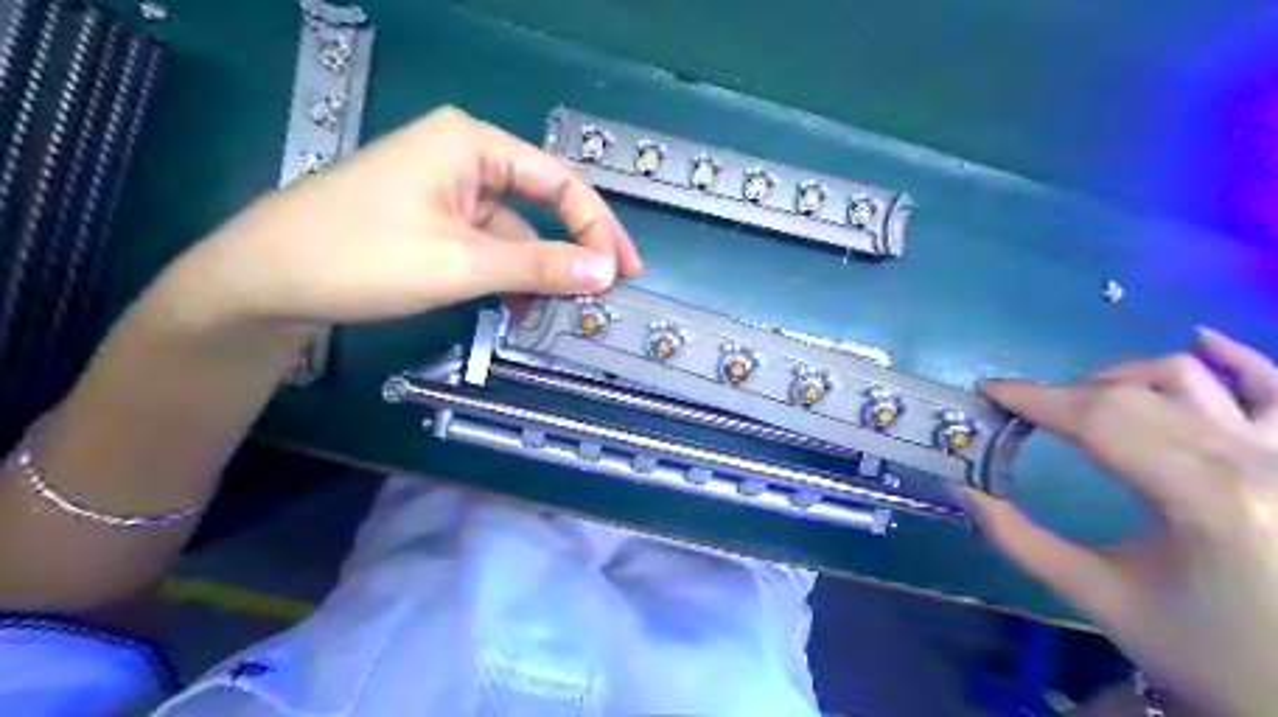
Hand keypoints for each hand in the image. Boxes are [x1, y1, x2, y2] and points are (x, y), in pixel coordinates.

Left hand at [151, 107, 639, 333]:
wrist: (263, 279)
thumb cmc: (362, 256)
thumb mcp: (462, 264)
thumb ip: (539, 266)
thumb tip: (606, 272)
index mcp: (473, 144)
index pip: (560, 182)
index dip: (598, 227)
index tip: (622, 272)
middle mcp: (463, 156)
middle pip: (541, 202)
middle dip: (573, 248)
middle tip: (607, 286)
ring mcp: (445, 188)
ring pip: (513, 229)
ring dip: (536, 269)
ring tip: (555, 310)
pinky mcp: (429, 218)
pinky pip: (486, 243)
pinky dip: (505, 274)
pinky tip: (512, 306)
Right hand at [964, 331, 1276, 715]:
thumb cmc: (1205, 653)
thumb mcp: (1096, 597)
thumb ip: (1016, 538)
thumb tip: (959, 489)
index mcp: (1200, 500)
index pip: (1096, 419)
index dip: (1033, 398)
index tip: (987, 391)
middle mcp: (1252, 461)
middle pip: (1131, 394)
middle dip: (1062, 394)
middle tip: (1021, 412)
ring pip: (1189, 376)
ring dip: (1121, 376)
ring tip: (1084, 399)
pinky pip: (1275, 385)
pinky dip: (1235, 358)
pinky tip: (1198, 341)